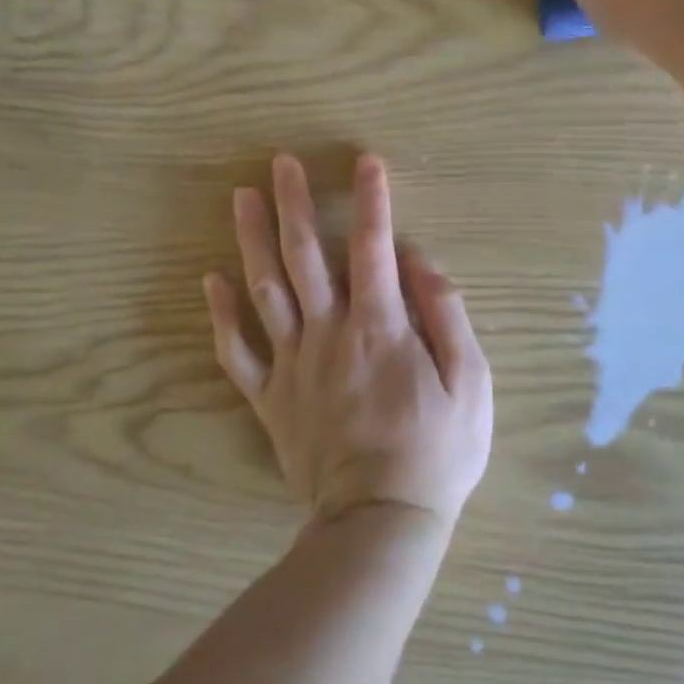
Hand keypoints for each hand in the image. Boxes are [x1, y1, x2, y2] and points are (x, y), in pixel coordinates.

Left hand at [203, 154, 492, 530]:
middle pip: (306, 256)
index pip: (374, 247)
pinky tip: (212, 280)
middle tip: (281, 162)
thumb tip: (419, 262)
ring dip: (252, 240)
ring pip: (266, 290)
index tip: (366, 161)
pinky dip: (222, 315)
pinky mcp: (270, 398)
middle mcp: (330, 333)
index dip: (372, 199)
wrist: (380, 522)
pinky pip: (237, 352)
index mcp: (381, 327)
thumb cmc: (436, 452)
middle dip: (294, 204)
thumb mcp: (471, 382)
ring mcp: (293, 365)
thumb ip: (446, 315)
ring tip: (243, 197)